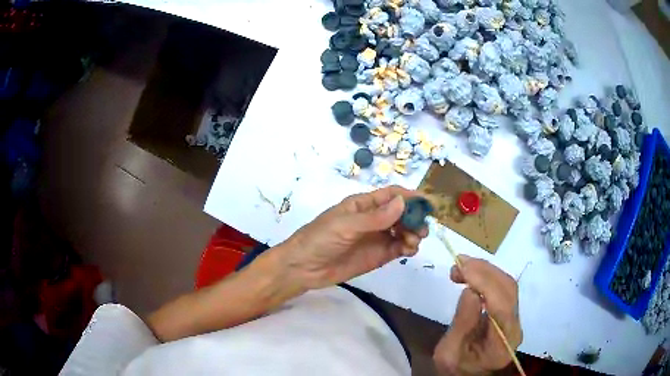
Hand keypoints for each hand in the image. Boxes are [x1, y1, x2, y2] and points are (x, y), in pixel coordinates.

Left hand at [278, 185, 428, 289]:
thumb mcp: (346, 225)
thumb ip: (375, 217)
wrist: (303, 268)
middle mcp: (374, 219)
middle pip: (402, 213)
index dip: (410, 196)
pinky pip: (398, 248)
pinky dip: (408, 247)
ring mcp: (377, 238)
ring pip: (403, 231)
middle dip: (415, 218)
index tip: (428, 204)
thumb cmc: (320, 239)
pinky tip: (408, 250)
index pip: (392, 195)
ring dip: (413, 233)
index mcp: (364, 204)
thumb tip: (403, 202)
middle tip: (422, 229)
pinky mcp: (378, 256)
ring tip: (413, 242)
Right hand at [433, 256, 521, 375]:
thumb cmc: (456, 368)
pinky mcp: (509, 312)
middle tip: (459, 263)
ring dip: (485, 270)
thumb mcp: (448, 353)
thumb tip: (470, 291)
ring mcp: (514, 318)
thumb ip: (461, 325)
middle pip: (508, 290)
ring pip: (507, 285)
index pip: (501, 307)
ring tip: (461, 266)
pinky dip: (486, 277)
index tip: (463, 268)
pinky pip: (502, 288)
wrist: (467, 374)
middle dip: (485, 271)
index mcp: (502, 343)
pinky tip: (471, 274)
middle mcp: (514, 327)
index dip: (485, 283)